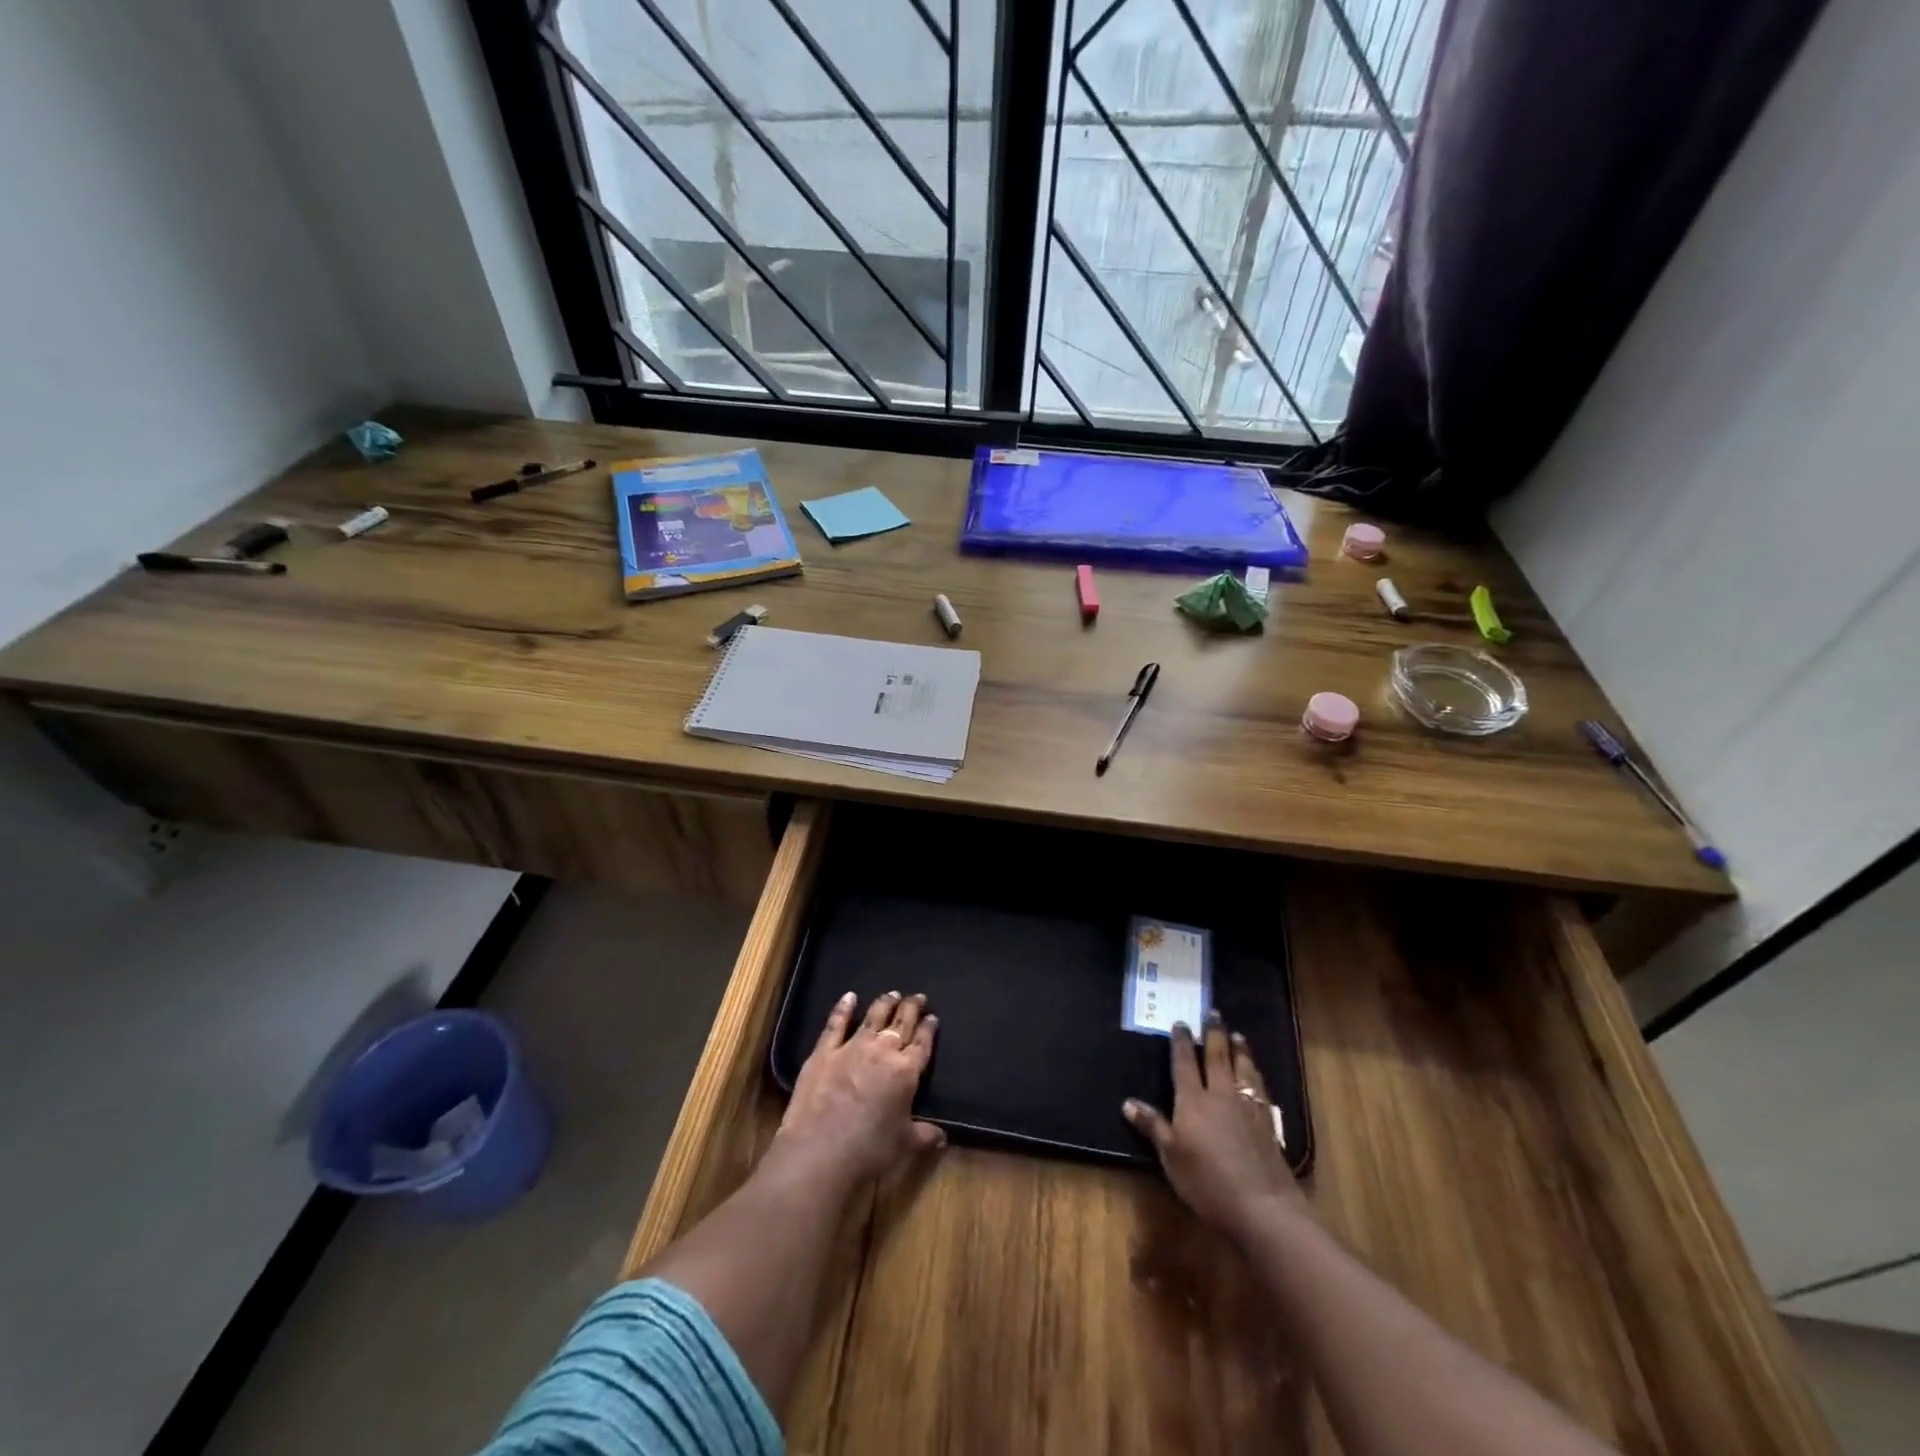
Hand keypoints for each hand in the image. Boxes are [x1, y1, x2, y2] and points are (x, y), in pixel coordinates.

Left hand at [778, 990, 944, 1184]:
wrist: (819, 1152)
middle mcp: (882, 1051)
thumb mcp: (904, 1146)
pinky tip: (849, 997)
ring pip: (873, 1017)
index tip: (932, 1017)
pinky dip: (843, 1008)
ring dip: (885, 1003)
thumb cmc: (868, 1150)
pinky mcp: (824, 1051)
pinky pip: (836, 1023)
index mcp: (906, 1072)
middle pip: (901, 1023)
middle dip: (911, 1008)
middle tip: (918, 997)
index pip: (922, 1043)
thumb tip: (943, 1136)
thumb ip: (925, 1136)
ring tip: (893, 993)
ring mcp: (852, 1047)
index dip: (929, 1029)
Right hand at [1124, 1009, 1308, 1244]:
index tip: (1180, 1022)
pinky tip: (1256, 1074)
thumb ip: (1153, 1126)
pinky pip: (1259, 1087)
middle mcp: (1221, 1095)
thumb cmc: (1207, 1182)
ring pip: (1243, 1068)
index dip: (1181, 1042)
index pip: (1185, 1063)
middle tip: (1213, 1012)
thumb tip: (1128, 1102)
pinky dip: (1255, 1073)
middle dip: (1214, 1033)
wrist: (1263, 1206)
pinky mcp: (1268, 1122)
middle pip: (1217, 1056)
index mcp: (1193, 1100)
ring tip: (1237, 1035)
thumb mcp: (1171, 1157)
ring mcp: (1247, 1107)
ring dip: (1239, 1049)